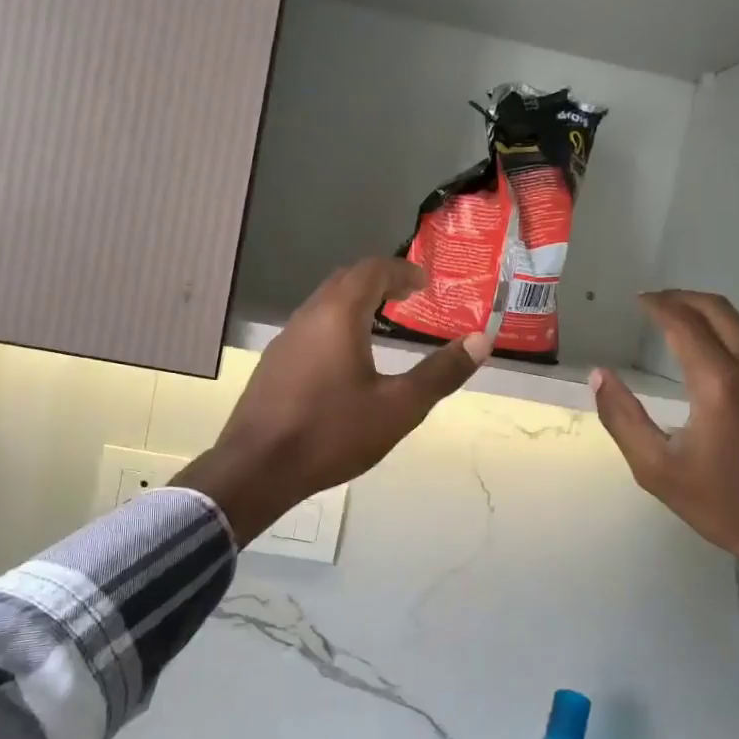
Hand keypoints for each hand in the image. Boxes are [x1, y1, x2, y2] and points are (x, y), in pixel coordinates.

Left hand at [175, 259, 492, 545]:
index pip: (372, 270)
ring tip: (381, 325)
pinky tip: (345, 359)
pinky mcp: (273, 364)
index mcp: (338, 315)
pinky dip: (335, 326)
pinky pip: (310, 328)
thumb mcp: (398, 408)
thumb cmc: (332, 433)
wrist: (257, 468)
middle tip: (407, 298)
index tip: (425, 283)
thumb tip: (482, 340)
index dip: (401, 271)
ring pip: (324, 304)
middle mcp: (308, 316)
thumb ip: (440, 373)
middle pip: (345, 281)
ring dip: (355, 304)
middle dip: (378, 282)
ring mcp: (285, 340)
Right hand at [591, 290, 738, 647]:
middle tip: (661, 303)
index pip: (684, 322)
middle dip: (686, 299)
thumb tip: (600, 376)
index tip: (640, 300)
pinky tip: (736, 397)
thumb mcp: (658, 470)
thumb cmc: (729, 508)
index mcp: (720, 384)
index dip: (658, 304)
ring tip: (692, 349)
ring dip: (717, 333)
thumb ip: (622, 418)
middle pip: (721, 312)